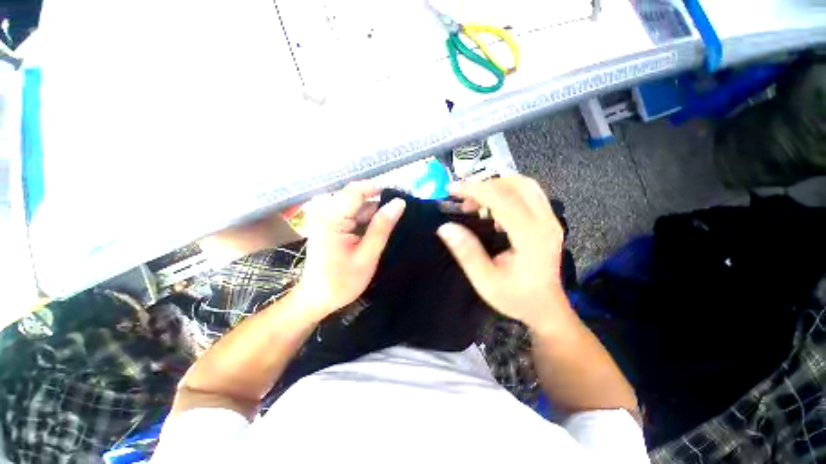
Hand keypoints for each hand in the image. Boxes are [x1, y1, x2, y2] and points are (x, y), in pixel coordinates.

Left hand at [292, 182, 405, 317]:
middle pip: (357, 196)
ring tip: (392, 223)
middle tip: (401, 213)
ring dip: (374, 212)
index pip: (357, 190)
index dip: (381, 189)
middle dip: (380, 202)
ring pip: (357, 204)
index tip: (402, 195)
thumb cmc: (342, 281)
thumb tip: (398, 203)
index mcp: (331, 218)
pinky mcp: (329, 222)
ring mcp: (326, 216)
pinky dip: (366, 219)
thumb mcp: (367, 256)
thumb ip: (382, 227)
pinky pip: (352, 213)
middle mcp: (325, 211)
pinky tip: (377, 229)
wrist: (317, 298)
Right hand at [436, 176, 567, 329]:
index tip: (452, 189)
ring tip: (476, 202)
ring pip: (524, 185)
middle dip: (485, 185)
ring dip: (496, 186)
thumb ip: (467, 252)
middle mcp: (546, 222)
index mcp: (531, 237)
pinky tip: (493, 210)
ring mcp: (551, 220)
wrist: (546, 308)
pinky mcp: (548, 221)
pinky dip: (507, 193)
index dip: (475, 190)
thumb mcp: (486, 281)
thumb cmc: (516, 298)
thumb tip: (446, 227)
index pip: (502, 200)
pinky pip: (528, 194)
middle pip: (516, 185)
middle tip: (463, 199)